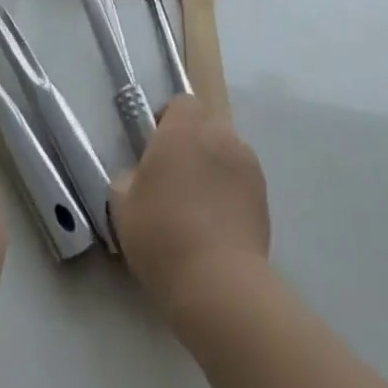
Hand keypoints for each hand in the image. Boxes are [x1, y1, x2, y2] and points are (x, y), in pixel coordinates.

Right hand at [113, 96, 269, 315]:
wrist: (218, 282)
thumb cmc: (162, 235)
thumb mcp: (123, 206)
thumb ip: (129, 178)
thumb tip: (140, 176)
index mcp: (183, 127)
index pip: (181, 104)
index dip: (168, 122)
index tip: (156, 152)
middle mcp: (219, 133)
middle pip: (205, 126)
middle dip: (192, 144)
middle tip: (175, 181)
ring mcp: (246, 162)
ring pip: (226, 152)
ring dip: (213, 167)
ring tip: (200, 207)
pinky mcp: (264, 193)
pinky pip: (242, 179)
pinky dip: (231, 191)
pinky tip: (220, 224)